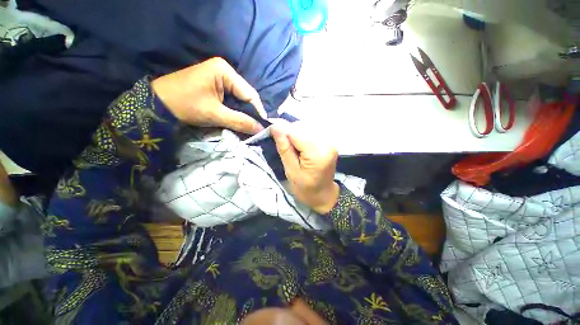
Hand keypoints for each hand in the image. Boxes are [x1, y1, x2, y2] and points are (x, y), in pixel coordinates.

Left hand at [152, 57, 266, 133]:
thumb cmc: (185, 105)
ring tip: (247, 126)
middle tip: (255, 128)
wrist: (157, 103)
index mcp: (225, 71)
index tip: (263, 127)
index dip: (257, 112)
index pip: (250, 94)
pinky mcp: (215, 84)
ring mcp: (219, 77)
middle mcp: (225, 71)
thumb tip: (260, 129)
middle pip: (245, 96)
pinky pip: (231, 99)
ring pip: (239, 99)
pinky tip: (236, 119)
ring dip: (243, 113)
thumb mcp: (215, 114)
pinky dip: (235, 111)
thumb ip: (240, 121)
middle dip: (250, 113)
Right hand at [271, 122, 339, 214]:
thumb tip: (275, 127)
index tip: (270, 132)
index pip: (296, 132)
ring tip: (290, 145)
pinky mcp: (329, 141)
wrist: (324, 194)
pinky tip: (298, 144)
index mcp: (317, 154)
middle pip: (302, 126)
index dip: (282, 130)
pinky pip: (312, 130)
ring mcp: (330, 141)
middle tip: (281, 143)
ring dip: (295, 132)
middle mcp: (327, 143)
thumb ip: (284, 149)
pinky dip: (302, 134)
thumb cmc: (306, 189)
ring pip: (307, 126)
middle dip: (288, 131)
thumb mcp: (291, 172)